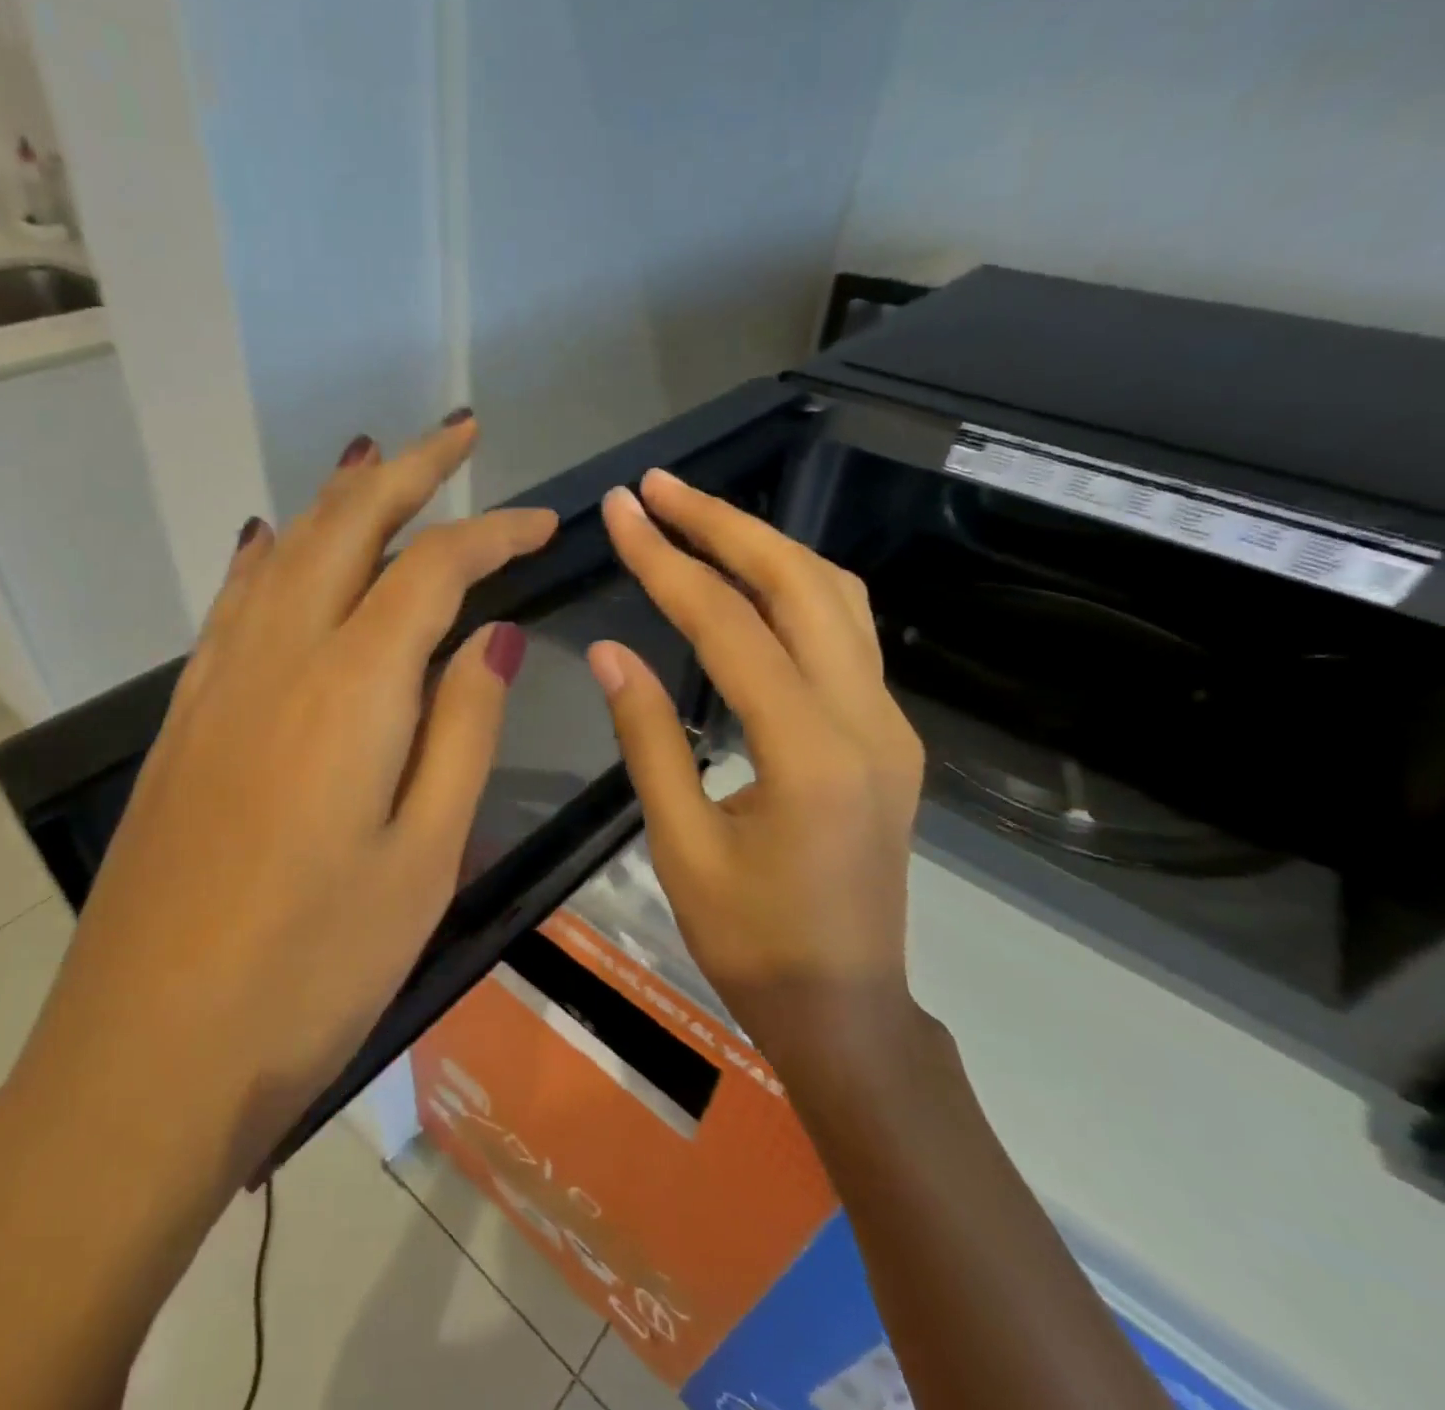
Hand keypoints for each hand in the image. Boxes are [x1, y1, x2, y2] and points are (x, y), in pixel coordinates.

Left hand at [8, 414, 555, 1176]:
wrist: (150, 1053)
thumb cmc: (313, 969)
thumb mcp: (425, 858)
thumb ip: (463, 730)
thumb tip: (490, 634)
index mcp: (351, 689)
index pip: (434, 571)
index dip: (493, 533)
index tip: (542, 523)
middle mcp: (277, 659)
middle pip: (345, 528)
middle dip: (409, 472)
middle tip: (461, 434)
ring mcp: (217, 684)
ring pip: (282, 554)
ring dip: (337, 500)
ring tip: (378, 465)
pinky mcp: (184, 720)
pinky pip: (235, 604)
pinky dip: (271, 556)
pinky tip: (280, 544)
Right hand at [587, 468, 925, 1075]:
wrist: (848, 1010)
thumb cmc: (751, 943)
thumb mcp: (680, 844)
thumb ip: (648, 736)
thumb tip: (609, 650)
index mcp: (808, 752)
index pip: (728, 625)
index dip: (667, 560)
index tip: (620, 510)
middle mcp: (866, 719)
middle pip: (800, 584)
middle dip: (725, 524)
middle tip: (658, 489)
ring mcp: (889, 723)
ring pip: (836, 599)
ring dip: (765, 546)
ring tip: (697, 517)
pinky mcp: (888, 735)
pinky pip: (844, 635)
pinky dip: (791, 589)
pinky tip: (746, 583)